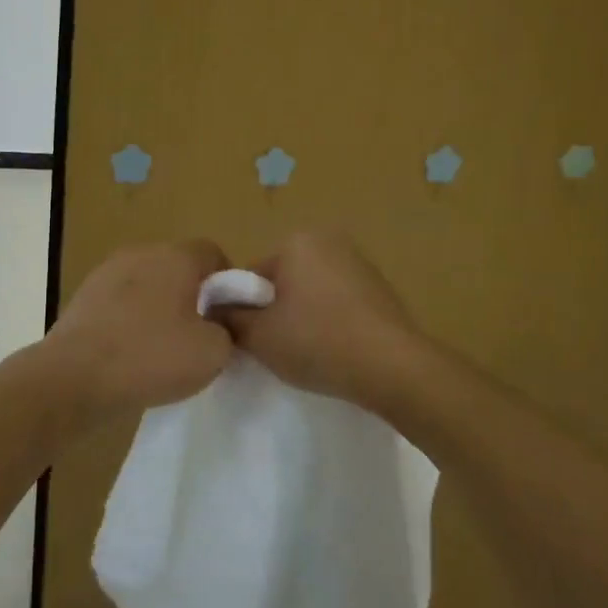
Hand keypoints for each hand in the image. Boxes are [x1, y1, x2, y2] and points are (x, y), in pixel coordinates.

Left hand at [44, 239, 233, 418]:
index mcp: (175, 257)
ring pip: (147, 284)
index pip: (212, 253)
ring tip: (160, 348)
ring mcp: (106, 272)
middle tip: (197, 334)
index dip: (227, 282)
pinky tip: (129, 353)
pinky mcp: (83, 296)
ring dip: (158, 307)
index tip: (226, 316)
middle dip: (191, 295)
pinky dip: (129, 320)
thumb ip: (226, 330)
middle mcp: (141, 253)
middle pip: (177, 266)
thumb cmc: (150, 357)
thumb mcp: (213, 353)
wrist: (73, 378)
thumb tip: (214, 325)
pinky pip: (120, 302)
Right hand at [221, 232, 429, 412]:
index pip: (251, 275)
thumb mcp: (259, 335)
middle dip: (274, 310)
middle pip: (282, 280)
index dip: (244, 309)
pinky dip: (330, 320)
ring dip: (302, 316)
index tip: (249, 339)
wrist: (394, 368)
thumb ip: (229, 318)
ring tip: (307, 352)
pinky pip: (338, 301)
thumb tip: (214, 309)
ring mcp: (359, 262)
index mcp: (296, 241)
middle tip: (277, 347)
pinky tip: (334, 348)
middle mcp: (328, 240)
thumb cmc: (318, 342)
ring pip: (310, 291)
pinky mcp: (379, 287)